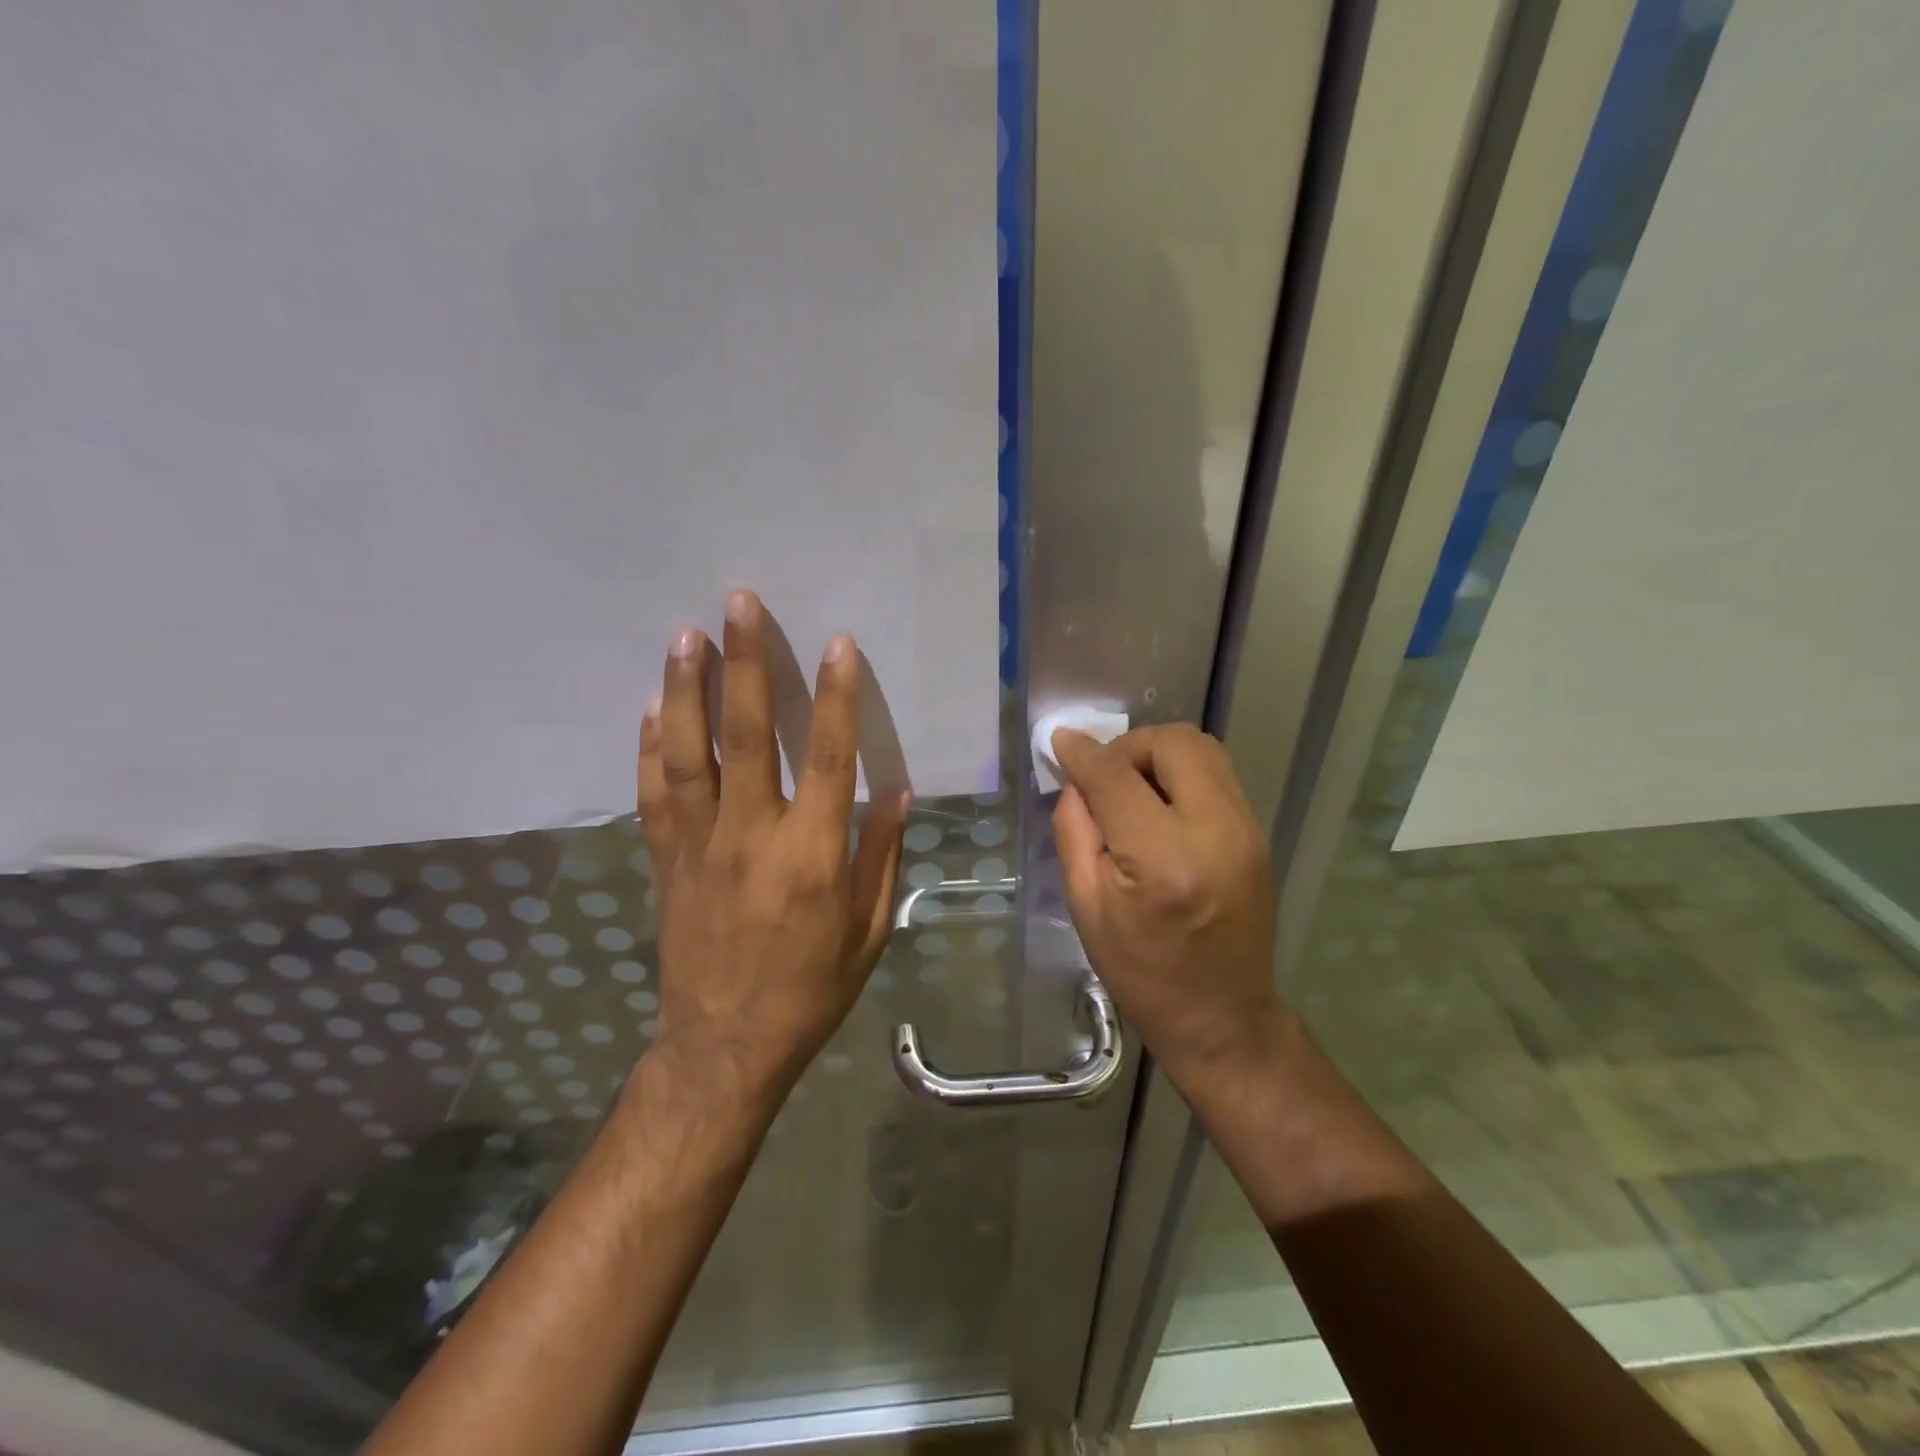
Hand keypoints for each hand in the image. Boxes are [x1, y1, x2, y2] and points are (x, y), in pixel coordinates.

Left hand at [637, 590, 908, 1109]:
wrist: (725, 1045)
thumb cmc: (811, 989)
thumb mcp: (868, 930)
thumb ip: (880, 855)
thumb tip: (895, 791)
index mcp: (813, 855)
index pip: (830, 758)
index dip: (837, 697)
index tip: (838, 644)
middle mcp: (753, 836)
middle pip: (749, 735)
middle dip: (747, 664)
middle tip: (738, 605)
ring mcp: (700, 846)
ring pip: (689, 753)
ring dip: (686, 690)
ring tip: (686, 636)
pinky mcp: (665, 861)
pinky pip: (654, 793)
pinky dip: (650, 746)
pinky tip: (649, 707)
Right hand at [1051, 724, 1281, 1087]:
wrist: (1222, 1019)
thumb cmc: (1141, 973)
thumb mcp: (1086, 906)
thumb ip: (1075, 830)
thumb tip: (1076, 778)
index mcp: (1162, 860)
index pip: (1117, 777)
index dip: (1084, 754)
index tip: (1061, 743)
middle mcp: (1215, 832)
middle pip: (1174, 743)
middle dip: (1130, 746)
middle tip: (1104, 777)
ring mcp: (1246, 831)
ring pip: (1203, 750)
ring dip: (1158, 756)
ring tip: (1131, 790)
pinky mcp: (1258, 835)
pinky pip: (1217, 776)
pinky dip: (1182, 775)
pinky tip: (1160, 809)